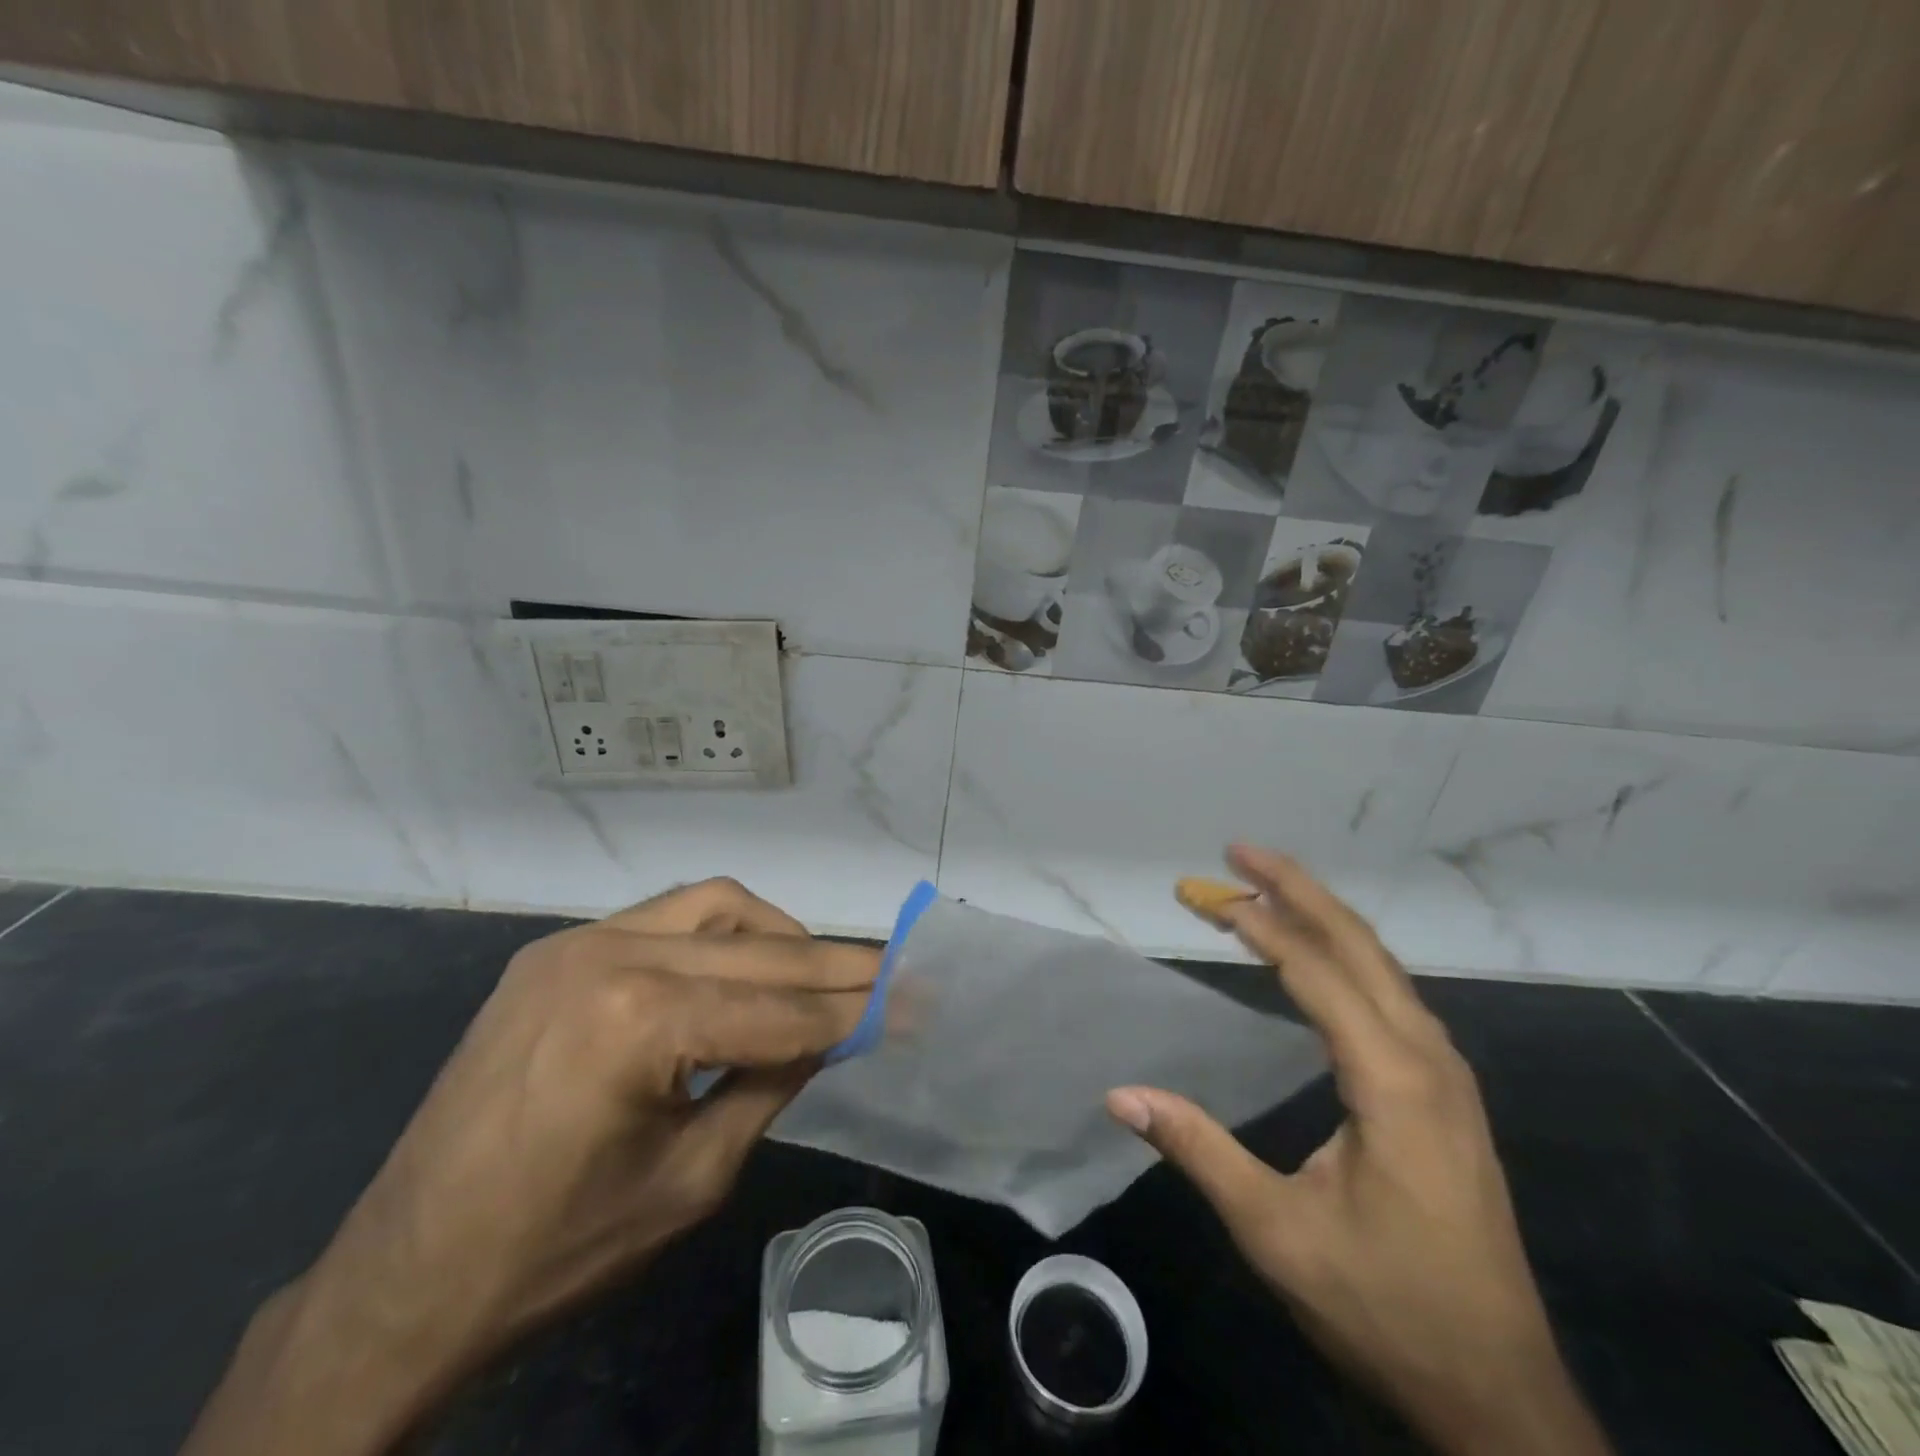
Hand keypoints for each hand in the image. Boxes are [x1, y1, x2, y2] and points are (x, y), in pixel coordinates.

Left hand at [185, 879, 879, 1455]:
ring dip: (776, 935)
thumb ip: (772, 1083)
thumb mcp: (692, 1179)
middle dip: (834, 967)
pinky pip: (662, 918)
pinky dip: (718, 935)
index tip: (918, 998)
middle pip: (758, 952)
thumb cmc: (557, 1252)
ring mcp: (575, 942)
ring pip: (713, 906)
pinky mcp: (554, 950)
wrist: (402, 1280)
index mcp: (639, 1021)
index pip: (780, 1010)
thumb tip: (834, 1029)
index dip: (857, 1010)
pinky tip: (739, 969)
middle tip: (894, 973)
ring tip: (818, 972)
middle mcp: (609, 953)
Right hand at [1107, 846, 1610, 1455]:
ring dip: (1322, 916)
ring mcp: (1446, 1075)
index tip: (1208, 892)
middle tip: (1238, 852)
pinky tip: (1317, 956)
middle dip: (1297, 889)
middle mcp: (1428, 1059)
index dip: (1259, 925)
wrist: (1499, 1396)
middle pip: (1360, 945)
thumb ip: (1200, 1151)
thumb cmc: (1386, 1308)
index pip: (1318, 973)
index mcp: (1393, 1082)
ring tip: (1266, 888)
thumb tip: (1120, 1095)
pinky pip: (1391, 994)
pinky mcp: (1445, 1093)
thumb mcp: (1277, 1232)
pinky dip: (1345, 955)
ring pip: (1382, 965)